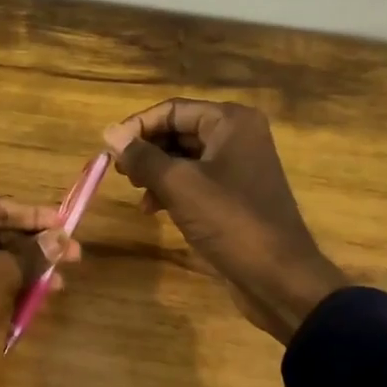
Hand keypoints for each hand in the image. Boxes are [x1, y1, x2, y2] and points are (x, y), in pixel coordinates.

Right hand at [104, 100, 346, 343]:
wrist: (278, 276)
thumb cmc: (230, 221)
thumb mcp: (179, 185)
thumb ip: (142, 157)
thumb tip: (109, 133)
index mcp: (231, 122)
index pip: (172, 110)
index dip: (137, 126)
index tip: (108, 149)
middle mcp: (237, 136)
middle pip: (179, 131)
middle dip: (147, 150)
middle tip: (119, 171)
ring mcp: (238, 166)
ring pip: (185, 158)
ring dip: (156, 172)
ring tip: (135, 190)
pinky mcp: (235, 195)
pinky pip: (196, 181)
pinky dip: (172, 190)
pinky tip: (152, 209)